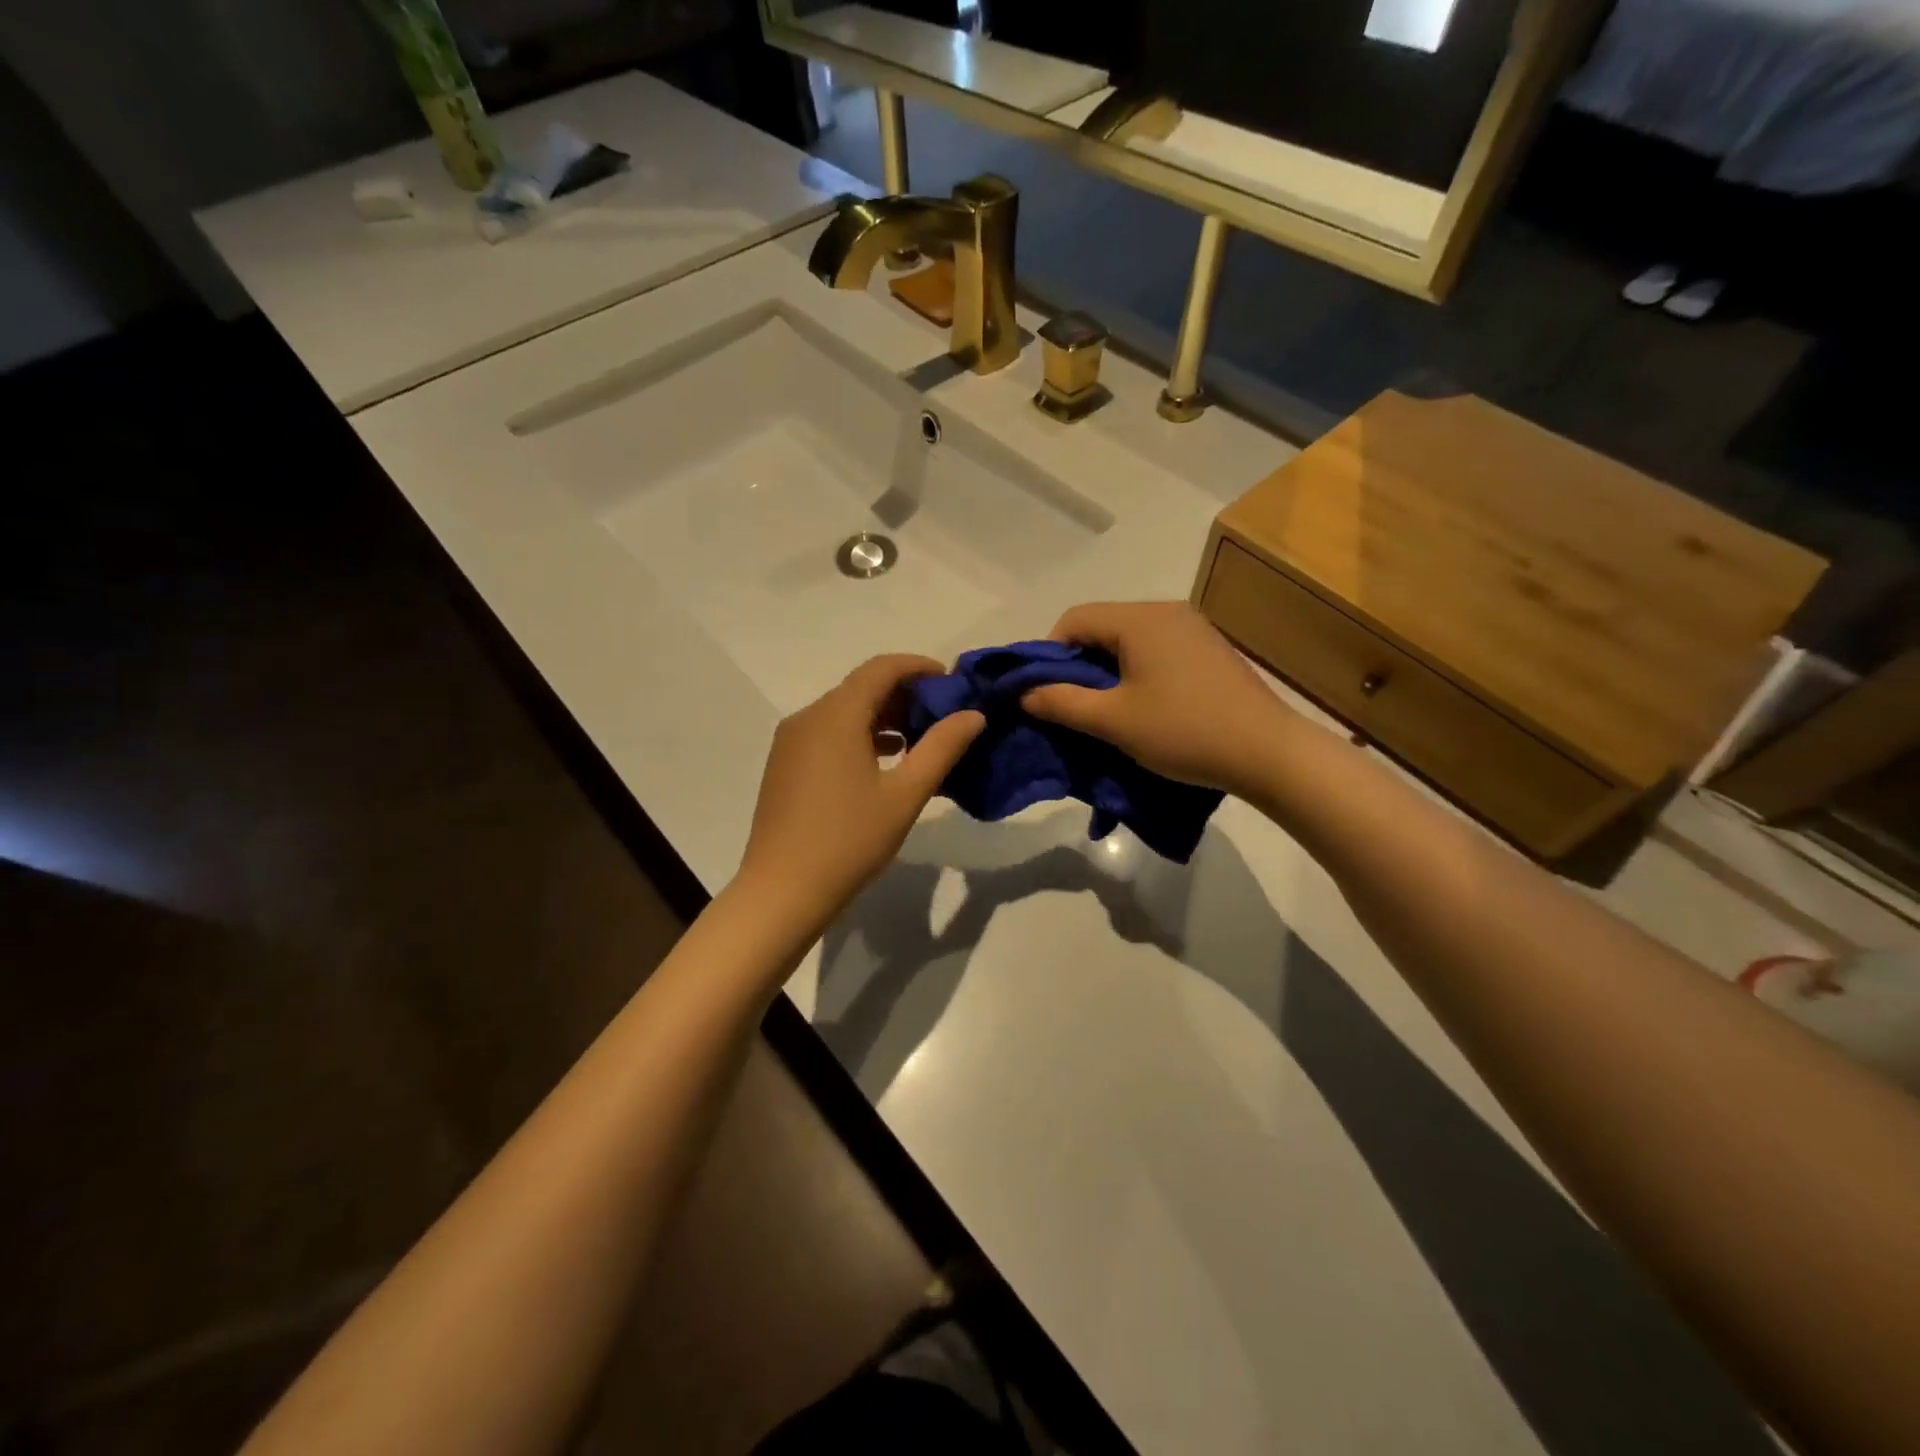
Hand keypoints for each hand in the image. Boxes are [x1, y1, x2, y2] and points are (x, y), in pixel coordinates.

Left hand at [737, 655, 984, 935]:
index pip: (881, 668)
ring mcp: (791, 741)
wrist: (781, 892)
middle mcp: (808, 717)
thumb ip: (941, 748)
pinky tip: (884, 762)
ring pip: (843, 711)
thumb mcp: (905, 795)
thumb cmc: (849, 840)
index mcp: (836, 715)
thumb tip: (972, 714)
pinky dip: (859, 736)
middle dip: (904, 694)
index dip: (919, 667)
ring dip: (882, 717)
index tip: (952, 682)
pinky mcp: (784, 765)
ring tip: (919, 741)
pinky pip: (828, 733)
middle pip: (861, 687)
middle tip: (942, 717)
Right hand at [1021, 601, 1297, 799]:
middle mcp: (1166, 611)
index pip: (1074, 619)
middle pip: (1102, 627)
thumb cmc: (1183, 731)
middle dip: (1077, 665)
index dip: (1048, 654)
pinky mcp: (1209, 650)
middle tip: (1070, 707)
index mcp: (1139, 619)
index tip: (1043, 693)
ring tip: (1104, 711)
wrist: (1267, 752)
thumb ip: (1062, 702)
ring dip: (1107, 671)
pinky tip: (1142, 706)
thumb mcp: (1113, 720)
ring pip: (1129, 640)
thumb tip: (1023, 693)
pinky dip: (1136, 673)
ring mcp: (1192, 629)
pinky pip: (1156, 651)